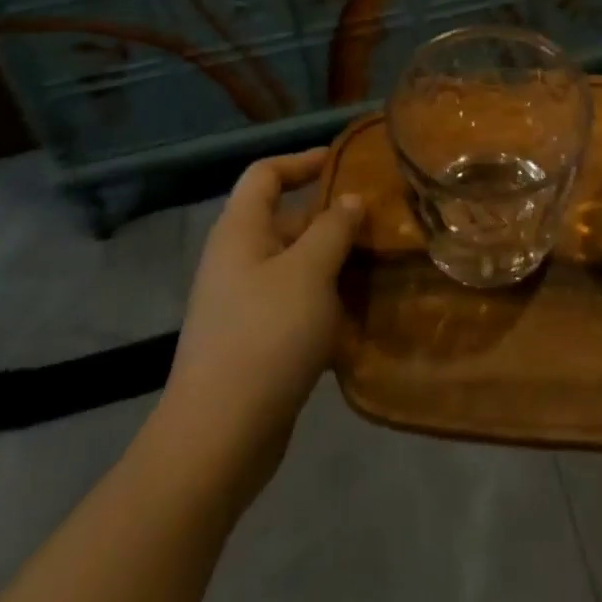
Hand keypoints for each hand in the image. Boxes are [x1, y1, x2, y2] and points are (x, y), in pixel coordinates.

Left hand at [152, 149, 361, 508]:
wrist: (218, 440)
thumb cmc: (265, 336)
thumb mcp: (309, 271)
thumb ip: (334, 228)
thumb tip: (351, 200)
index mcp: (242, 231)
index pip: (266, 174)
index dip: (302, 161)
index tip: (345, 162)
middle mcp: (240, 260)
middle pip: (288, 220)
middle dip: (334, 218)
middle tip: (383, 219)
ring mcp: (246, 304)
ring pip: (299, 266)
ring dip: (337, 263)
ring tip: (384, 262)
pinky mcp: (258, 342)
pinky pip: (299, 305)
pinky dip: (328, 304)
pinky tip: (365, 315)